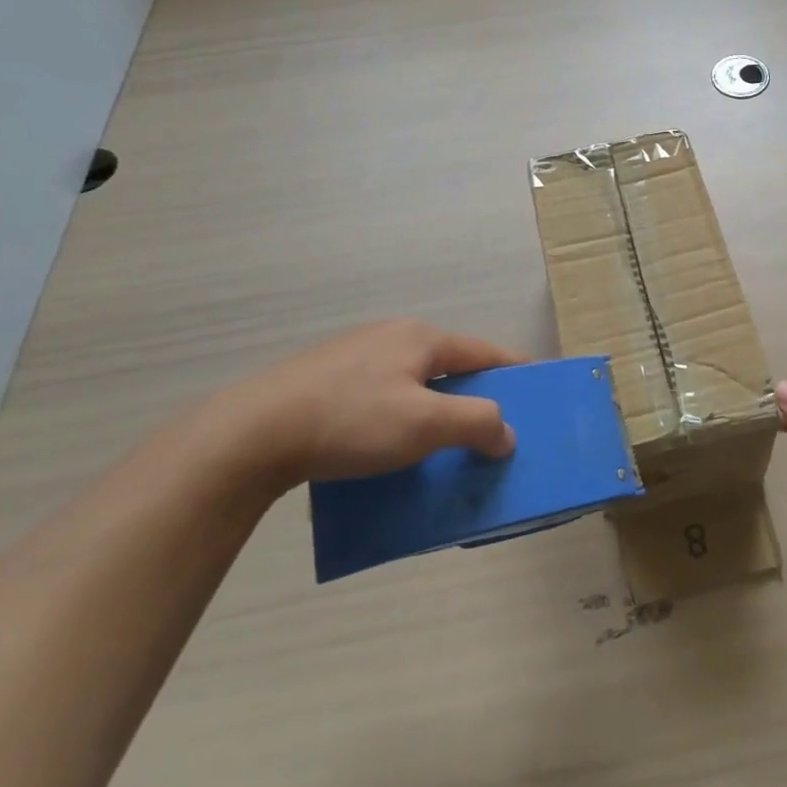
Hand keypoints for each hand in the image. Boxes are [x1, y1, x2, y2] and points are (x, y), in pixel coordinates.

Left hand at [211, 319, 528, 488]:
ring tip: (441, 446)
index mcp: (421, 338)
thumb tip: (506, 434)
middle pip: (449, 367)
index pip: (485, 353)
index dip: (515, 373)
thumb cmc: (351, 421)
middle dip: (473, 398)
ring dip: (435, 411)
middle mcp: (390, 337)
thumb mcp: (425, 424)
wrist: (249, 435)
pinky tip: (388, 448)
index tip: (538, 393)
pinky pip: (381, 397)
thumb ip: (478, 424)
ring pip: (413, 384)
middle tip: (490, 432)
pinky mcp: (323, 381)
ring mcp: (353, 357)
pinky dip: (400, 418)